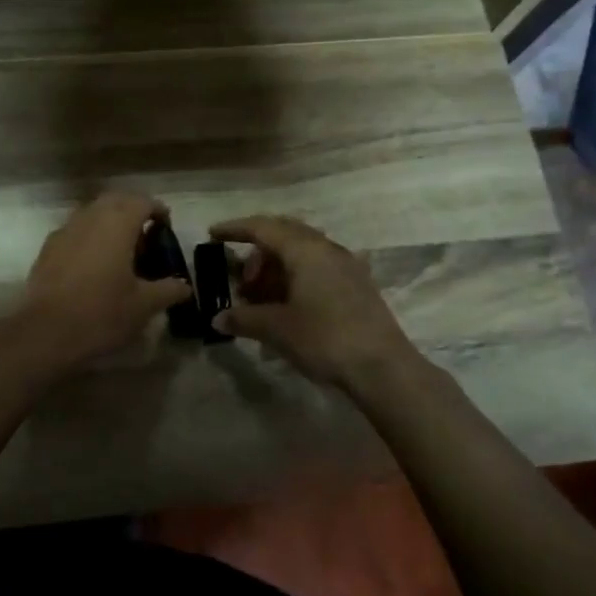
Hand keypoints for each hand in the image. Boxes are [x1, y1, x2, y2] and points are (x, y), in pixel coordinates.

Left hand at [16, 192, 193, 369]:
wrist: (45, 332)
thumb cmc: (101, 313)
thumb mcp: (143, 305)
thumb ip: (168, 290)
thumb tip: (184, 286)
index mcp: (117, 224)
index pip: (142, 202)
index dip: (157, 210)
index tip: (166, 227)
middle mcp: (90, 217)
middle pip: (115, 200)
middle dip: (132, 210)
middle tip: (146, 235)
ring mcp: (65, 230)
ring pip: (92, 213)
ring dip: (109, 222)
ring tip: (121, 249)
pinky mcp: (48, 248)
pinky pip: (74, 231)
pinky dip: (89, 237)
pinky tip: (93, 264)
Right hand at [208, 215, 422, 390]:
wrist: (383, 367)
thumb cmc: (325, 338)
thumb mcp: (277, 329)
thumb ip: (244, 318)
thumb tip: (218, 318)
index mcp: (305, 249)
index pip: (263, 227)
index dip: (235, 229)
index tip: (213, 234)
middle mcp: (326, 248)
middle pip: (284, 235)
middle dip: (257, 253)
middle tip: (242, 281)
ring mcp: (346, 265)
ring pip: (302, 253)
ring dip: (277, 269)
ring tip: (262, 300)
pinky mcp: (357, 285)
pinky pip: (317, 268)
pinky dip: (296, 278)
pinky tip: (288, 307)